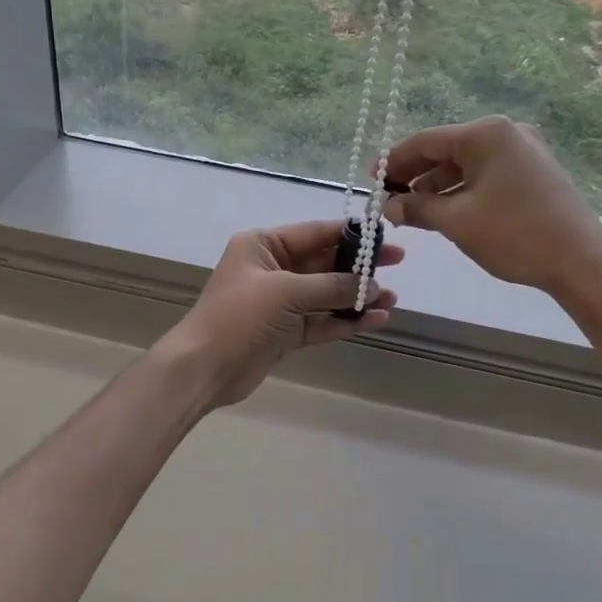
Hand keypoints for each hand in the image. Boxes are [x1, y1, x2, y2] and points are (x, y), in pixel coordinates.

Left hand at [156, 221, 402, 408]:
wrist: (204, 368)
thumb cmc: (240, 316)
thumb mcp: (286, 291)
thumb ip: (331, 285)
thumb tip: (371, 284)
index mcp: (263, 245)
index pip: (315, 233)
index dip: (351, 234)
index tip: (384, 237)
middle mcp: (272, 269)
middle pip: (324, 262)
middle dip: (359, 267)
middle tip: (397, 264)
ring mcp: (279, 303)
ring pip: (326, 294)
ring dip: (357, 296)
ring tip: (392, 299)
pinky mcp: (285, 332)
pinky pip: (321, 321)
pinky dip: (346, 320)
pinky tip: (376, 320)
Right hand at [384, 116, 601, 292]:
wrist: (581, 261)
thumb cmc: (515, 234)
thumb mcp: (457, 221)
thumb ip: (417, 208)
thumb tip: (388, 207)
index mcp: (485, 134)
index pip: (425, 141)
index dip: (393, 161)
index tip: (371, 182)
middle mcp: (505, 134)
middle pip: (445, 151)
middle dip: (414, 176)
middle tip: (387, 198)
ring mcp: (522, 152)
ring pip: (465, 165)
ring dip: (436, 187)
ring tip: (410, 212)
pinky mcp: (532, 173)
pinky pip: (485, 175)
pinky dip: (461, 191)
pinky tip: (443, 212)